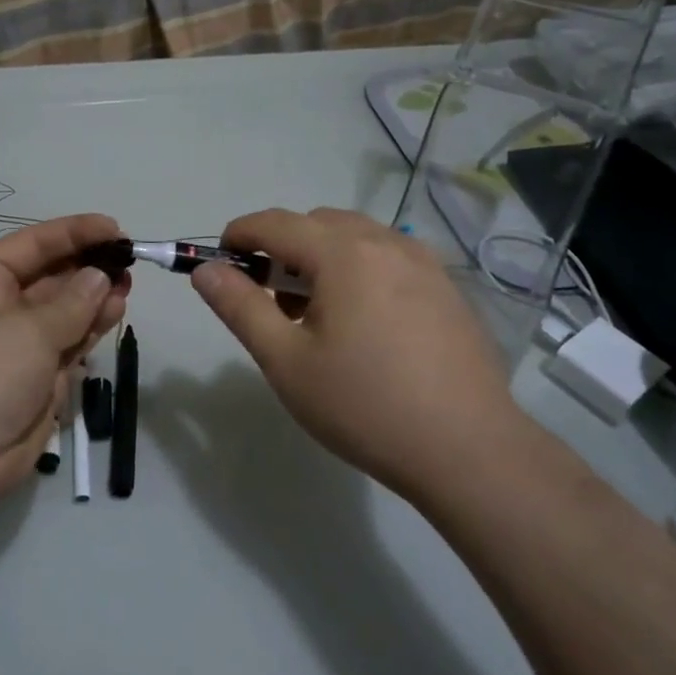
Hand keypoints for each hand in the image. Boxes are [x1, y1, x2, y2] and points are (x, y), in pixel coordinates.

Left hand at [0, 214, 129, 510]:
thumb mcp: (28, 330)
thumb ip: (72, 302)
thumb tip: (99, 276)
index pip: (33, 244)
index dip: (73, 232)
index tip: (114, 228)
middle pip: (51, 275)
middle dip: (88, 266)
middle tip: (128, 260)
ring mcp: (18, 343)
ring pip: (64, 310)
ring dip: (95, 296)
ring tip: (127, 285)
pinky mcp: (35, 377)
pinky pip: (69, 341)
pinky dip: (91, 327)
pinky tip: (115, 312)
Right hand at [189, 208, 515, 497]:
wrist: (470, 451)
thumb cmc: (365, 405)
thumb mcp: (286, 361)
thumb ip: (239, 307)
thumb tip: (205, 270)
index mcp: (344, 253)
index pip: (275, 223)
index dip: (239, 235)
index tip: (221, 263)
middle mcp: (386, 242)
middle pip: (316, 224)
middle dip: (282, 248)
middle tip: (270, 299)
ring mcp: (424, 263)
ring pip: (355, 238)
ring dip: (322, 258)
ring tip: (316, 314)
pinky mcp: (447, 288)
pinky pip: (388, 258)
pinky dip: (359, 270)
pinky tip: (364, 324)